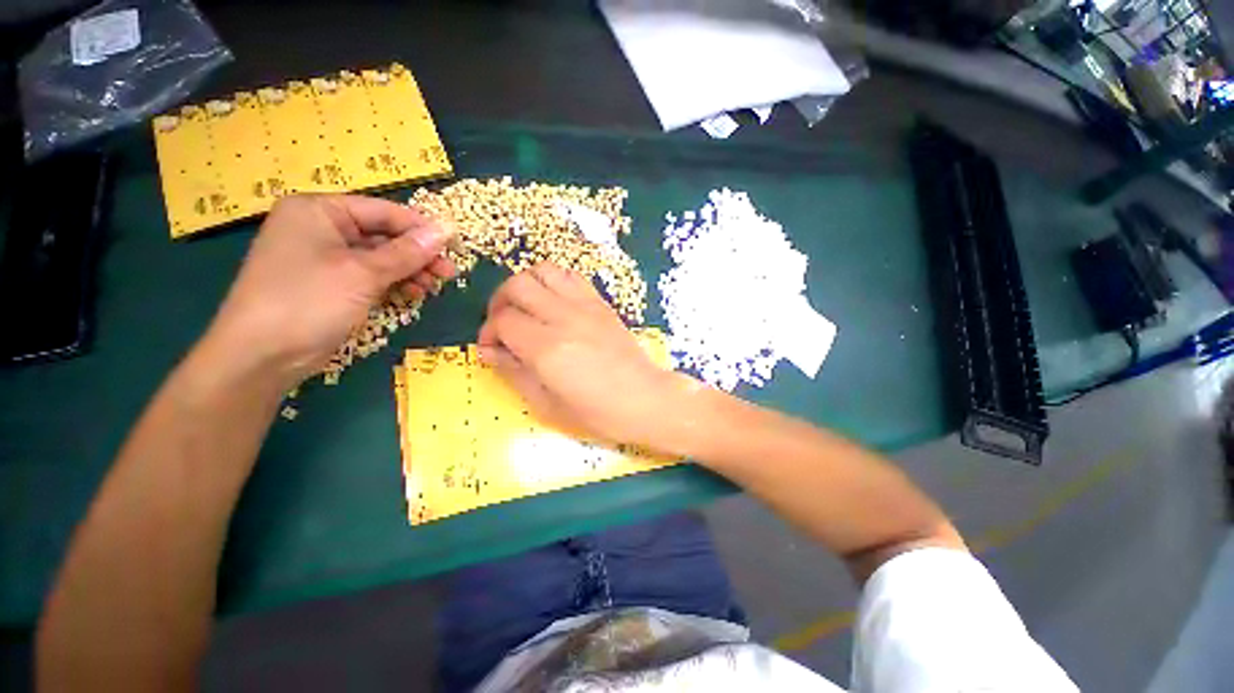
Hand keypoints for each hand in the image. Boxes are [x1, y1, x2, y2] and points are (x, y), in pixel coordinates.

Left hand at [202, 194, 455, 387]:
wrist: (261, 356)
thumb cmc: (309, 302)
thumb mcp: (364, 273)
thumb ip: (408, 252)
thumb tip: (447, 230)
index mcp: (319, 211)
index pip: (383, 211)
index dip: (421, 228)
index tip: (455, 246)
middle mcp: (321, 229)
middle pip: (383, 235)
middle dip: (418, 255)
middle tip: (448, 273)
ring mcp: (325, 258)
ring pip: (380, 258)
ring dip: (409, 271)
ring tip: (433, 288)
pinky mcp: (331, 284)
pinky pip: (371, 276)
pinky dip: (393, 284)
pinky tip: (412, 295)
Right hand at [478, 263, 686, 447]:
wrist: (644, 399)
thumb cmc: (597, 412)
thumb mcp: (547, 404)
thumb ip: (514, 373)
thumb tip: (488, 351)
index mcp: (547, 348)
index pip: (503, 320)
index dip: (488, 332)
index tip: (491, 348)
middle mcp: (564, 318)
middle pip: (517, 286)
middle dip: (500, 302)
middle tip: (502, 324)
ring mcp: (585, 306)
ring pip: (543, 271)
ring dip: (525, 285)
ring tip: (525, 308)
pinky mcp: (601, 303)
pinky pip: (571, 276)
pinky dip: (553, 282)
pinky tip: (553, 304)